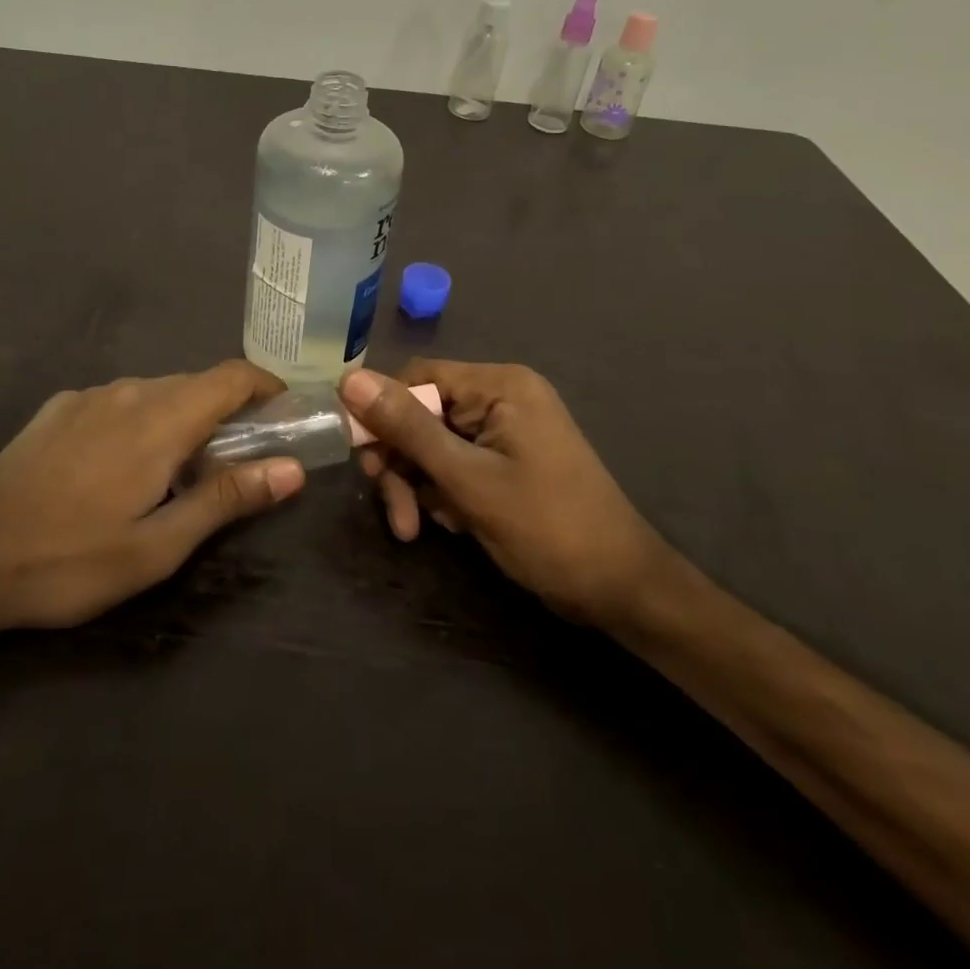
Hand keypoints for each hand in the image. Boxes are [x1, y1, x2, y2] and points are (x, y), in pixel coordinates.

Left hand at [0, 361, 304, 644]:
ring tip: (180, 472)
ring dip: (183, 419)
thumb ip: (227, 499)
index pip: (231, 376)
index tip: (284, 416)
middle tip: (238, 461)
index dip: (266, 387)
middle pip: (197, 384)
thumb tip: (291, 468)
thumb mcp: (158, 546)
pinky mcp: (58, 408)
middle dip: (228, 412)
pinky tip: (122, 468)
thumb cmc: (69, 561)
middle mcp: (127, 391)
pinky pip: (119, 401)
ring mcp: (88, 396)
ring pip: (157, 392)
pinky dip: (143, 421)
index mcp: (160, 420)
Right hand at [341, 361, 666, 629]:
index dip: (381, 414)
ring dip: (417, 485)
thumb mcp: (467, 479)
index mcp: (499, 385)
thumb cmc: (547, 528)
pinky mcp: (506, 460)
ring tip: (416, 530)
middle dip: (402, 462)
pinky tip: (449, 525)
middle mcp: (501, 397)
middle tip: (394, 511)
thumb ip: (407, 428)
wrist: (620, 590)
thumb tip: (348, 379)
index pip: (417, 378)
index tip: (363, 459)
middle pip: (422, 414)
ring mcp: (505, 430)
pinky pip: (455, 463)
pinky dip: (442, 492)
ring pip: (433, 444)